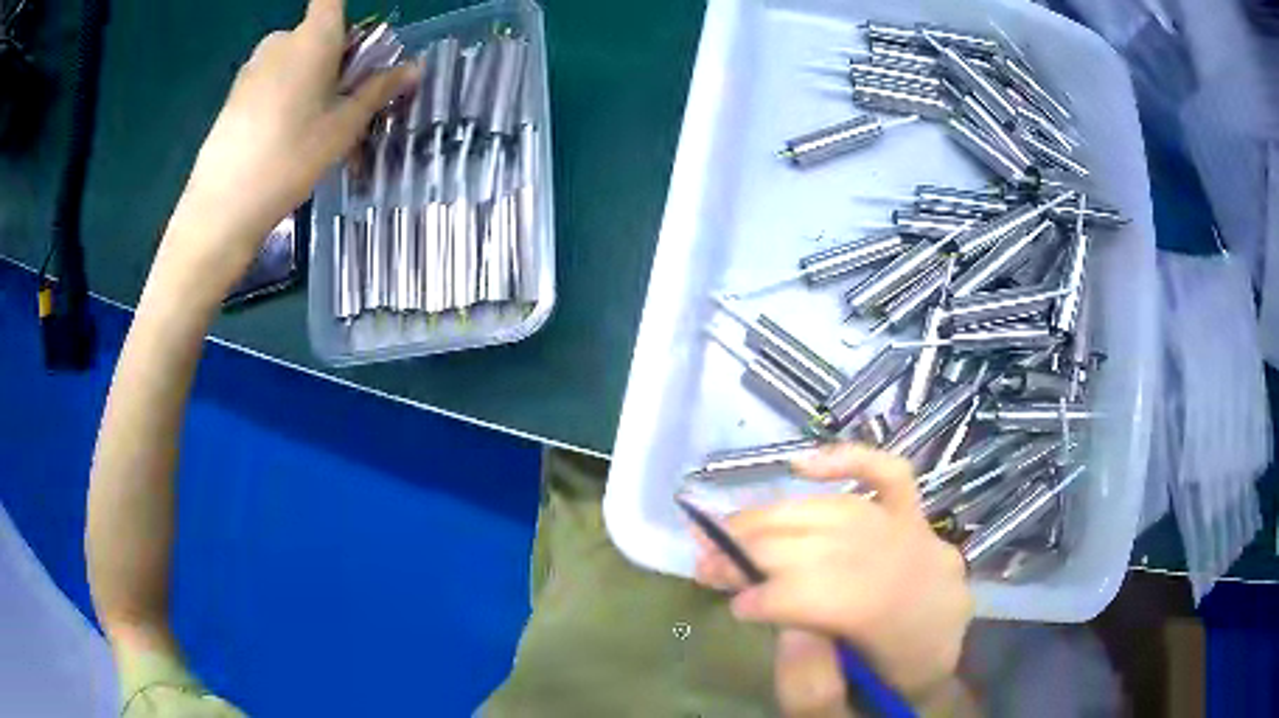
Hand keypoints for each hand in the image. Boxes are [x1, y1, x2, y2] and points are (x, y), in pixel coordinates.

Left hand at [160, 0, 418, 289]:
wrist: (223, 206)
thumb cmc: (291, 156)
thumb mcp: (345, 125)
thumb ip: (378, 90)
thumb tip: (414, 68)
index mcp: (314, 36)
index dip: (344, 15)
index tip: (354, 44)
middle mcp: (281, 40)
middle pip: (316, 34)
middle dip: (333, 59)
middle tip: (341, 104)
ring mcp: (252, 68)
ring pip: (291, 62)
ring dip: (307, 82)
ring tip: (311, 132)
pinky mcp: (233, 95)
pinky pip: (269, 83)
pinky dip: (282, 98)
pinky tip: (280, 140)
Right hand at [693, 443, 971, 702]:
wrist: (928, 688)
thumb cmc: (880, 703)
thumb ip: (812, 689)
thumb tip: (784, 625)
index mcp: (919, 638)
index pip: (850, 598)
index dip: (783, 595)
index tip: (733, 604)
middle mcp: (929, 576)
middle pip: (842, 546)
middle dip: (766, 550)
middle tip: (706, 560)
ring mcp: (927, 541)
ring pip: (849, 513)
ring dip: (780, 516)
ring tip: (726, 530)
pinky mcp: (920, 522)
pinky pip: (892, 478)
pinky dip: (849, 461)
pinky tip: (801, 466)